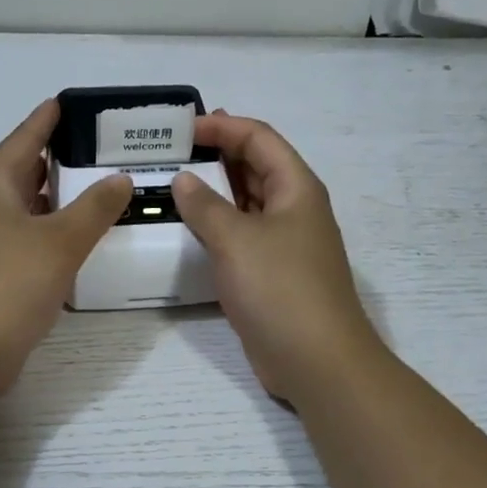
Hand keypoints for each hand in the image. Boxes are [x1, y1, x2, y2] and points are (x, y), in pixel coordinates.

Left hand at [0, 101, 132, 394]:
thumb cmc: (8, 285)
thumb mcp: (60, 242)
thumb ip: (96, 207)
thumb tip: (121, 178)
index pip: (24, 137)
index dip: (49, 118)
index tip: (73, 102)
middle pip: (23, 170)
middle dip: (59, 158)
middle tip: (101, 149)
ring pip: (24, 207)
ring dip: (56, 198)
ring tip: (97, 188)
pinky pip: (22, 237)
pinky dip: (49, 231)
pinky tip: (74, 239)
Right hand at [172, 113, 382, 403]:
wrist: (316, 360)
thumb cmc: (280, 288)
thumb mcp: (236, 240)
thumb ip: (205, 206)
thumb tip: (183, 180)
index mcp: (296, 188)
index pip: (259, 138)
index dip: (222, 127)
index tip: (181, 129)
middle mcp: (293, 209)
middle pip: (254, 167)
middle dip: (216, 156)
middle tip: (170, 153)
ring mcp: (284, 243)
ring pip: (246, 204)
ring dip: (213, 193)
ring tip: (170, 186)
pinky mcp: (271, 274)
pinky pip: (240, 237)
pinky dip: (215, 228)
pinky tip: (186, 231)